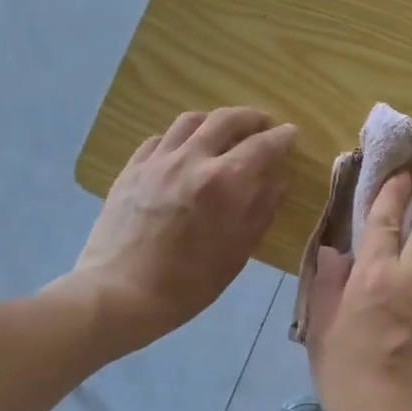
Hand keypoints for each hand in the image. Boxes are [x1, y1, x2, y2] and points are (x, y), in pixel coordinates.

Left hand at [70, 108, 296, 350]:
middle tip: (263, 123)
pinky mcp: (131, 169)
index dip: (281, 137)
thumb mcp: (237, 252)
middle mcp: (192, 159)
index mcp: (224, 182)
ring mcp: (157, 161)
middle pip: (226, 120)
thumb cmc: (188, 283)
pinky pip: (160, 138)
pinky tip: (184, 150)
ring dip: (214, 120)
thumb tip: (277, 181)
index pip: (262, 145)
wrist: (120, 293)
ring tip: (223, 130)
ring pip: (190, 121)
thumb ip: (260, 210)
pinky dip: (181, 137)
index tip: (291, 133)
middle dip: (251, 117)